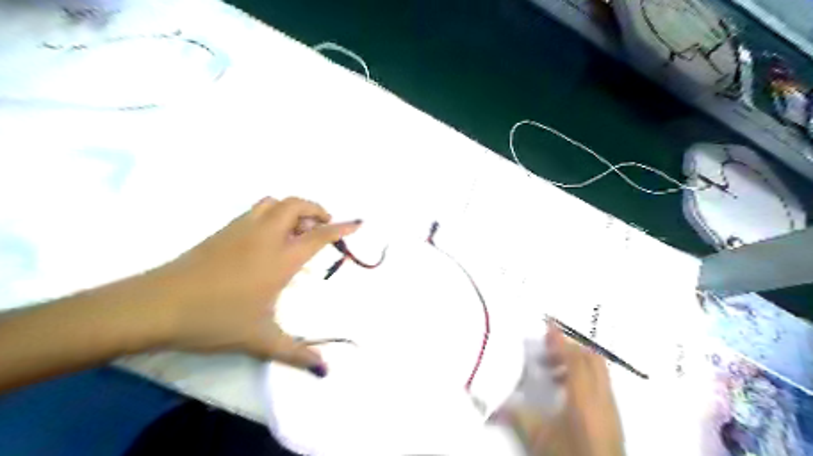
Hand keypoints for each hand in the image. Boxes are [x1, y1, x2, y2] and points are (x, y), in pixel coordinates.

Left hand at [143, 198, 360, 375]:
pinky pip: (255, 210)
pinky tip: (267, 239)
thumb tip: (325, 370)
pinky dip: (271, 214)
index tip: (357, 222)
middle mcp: (265, 236)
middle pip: (296, 204)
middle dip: (316, 209)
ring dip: (291, 209)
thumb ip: (297, 353)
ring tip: (295, 230)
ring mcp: (241, 229)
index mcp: (281, 258)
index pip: (319, 235)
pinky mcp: (222, 231)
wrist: (156, 305)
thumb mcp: (261, 340)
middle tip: (321, 228)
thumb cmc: (215, 319)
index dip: (341, 227)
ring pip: (273, 202)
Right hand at [492, 321, 623, 455]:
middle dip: (569, 348)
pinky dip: (584, 377)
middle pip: (591, 358)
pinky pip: (601, 383)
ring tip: (552, 374)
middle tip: (547, 351)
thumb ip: (514, 416)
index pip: (573, 358)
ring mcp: (611, 405)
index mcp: (583, 397)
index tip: (548, 322)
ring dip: (576, 363)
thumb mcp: (537, 438)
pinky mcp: (614, 415)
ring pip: (598, 370)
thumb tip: (488, 407)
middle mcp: (601, 396)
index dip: (560, 339)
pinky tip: (567, 392)